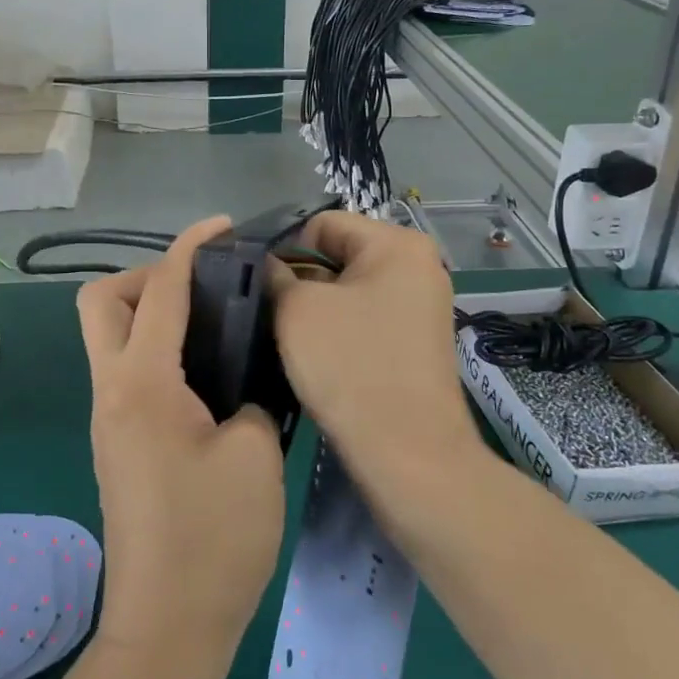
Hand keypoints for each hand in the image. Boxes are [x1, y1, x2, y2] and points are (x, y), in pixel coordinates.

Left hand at [76, 217, 285, 660]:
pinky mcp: (118, 445)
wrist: (168, 631)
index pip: (158, 291)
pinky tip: (207, 374)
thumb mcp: (255, 456)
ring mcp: (108, 421)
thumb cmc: (214, 542)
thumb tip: (245, 384)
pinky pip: (127, 372)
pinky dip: (158, 352)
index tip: (222, 227)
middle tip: (203, 290)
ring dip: (150, 314)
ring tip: (214, 325)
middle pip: (101, 303)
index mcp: (142, 385)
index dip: (189, 248)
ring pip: (109, 338)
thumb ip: (252, 399)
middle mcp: (112, 393)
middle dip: (146, 278)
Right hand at [272, 212, 483, 494]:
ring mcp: (420, 306)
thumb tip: (269, 265)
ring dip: (315, 308)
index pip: (323, 223)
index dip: (284, 248)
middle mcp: (418, 266)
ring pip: (348, 290)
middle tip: (265, 310)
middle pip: (338, 255)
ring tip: (286, 336)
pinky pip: (364, 319)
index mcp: (397, 244)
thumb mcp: (298, 310)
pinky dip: (337, 330)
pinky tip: (314, 356)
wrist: (409, 454)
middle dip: (300, 279)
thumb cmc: (351, 367)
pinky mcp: (415, 342)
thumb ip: (275, 274)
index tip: (258, 283)